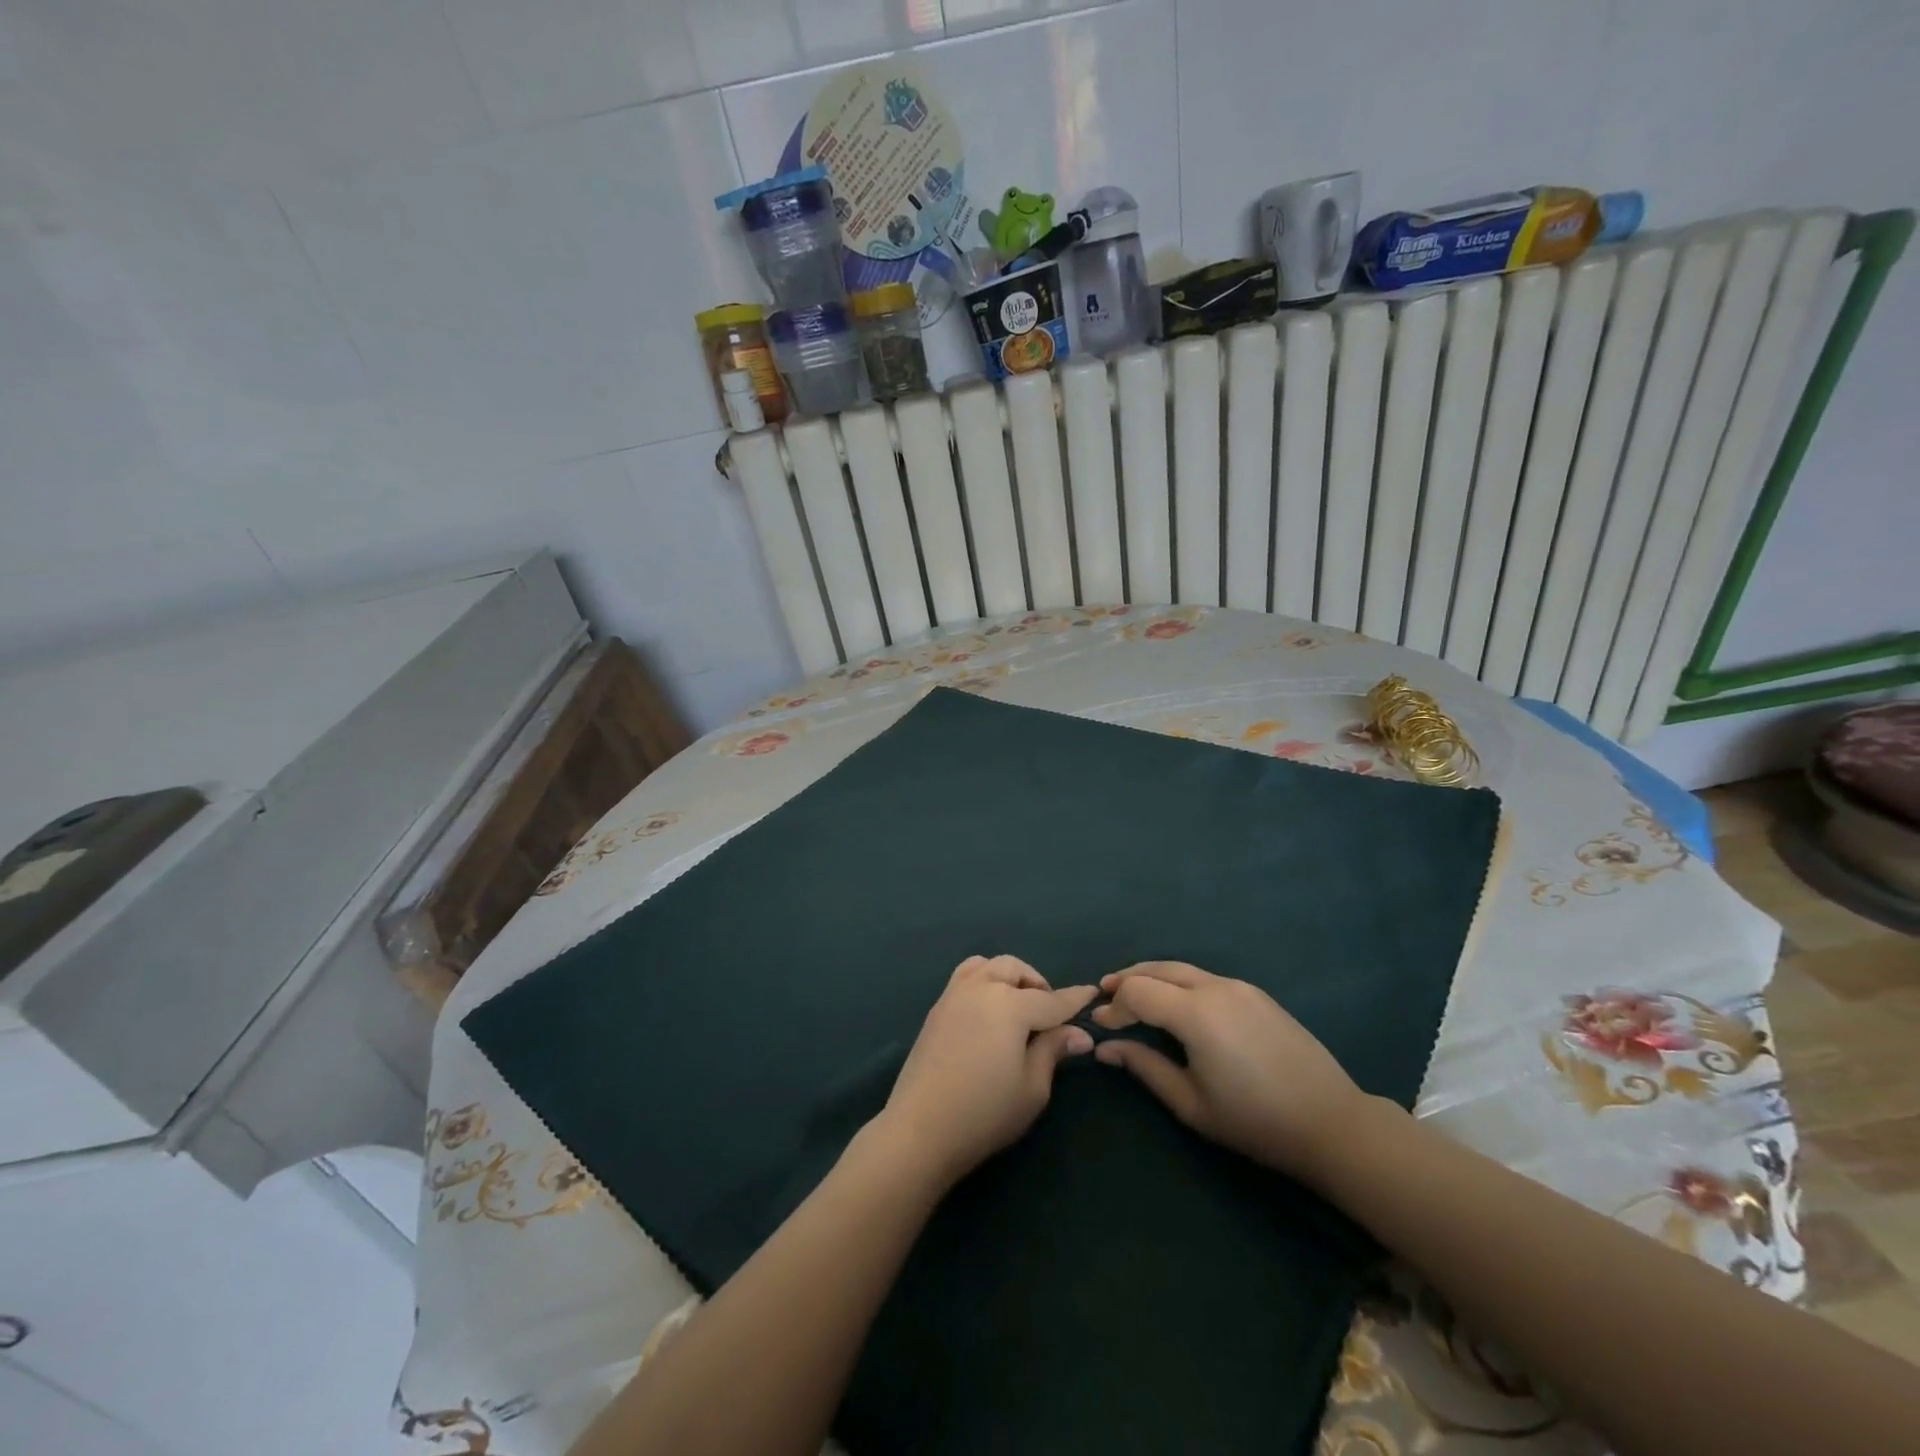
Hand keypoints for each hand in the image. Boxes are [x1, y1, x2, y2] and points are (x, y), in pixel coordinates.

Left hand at [878, 955, 1096, 1188]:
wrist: (921, 1129)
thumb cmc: (985, 1112)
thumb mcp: (1032, 1088)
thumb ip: (1053, 1051)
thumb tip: (1079, 1033)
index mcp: (1010, 1005)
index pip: (1051, 999)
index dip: (1075, 999)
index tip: (1092, 993)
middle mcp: (981, 988)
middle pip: (1015, 969)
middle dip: (1037, 984)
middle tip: (1049, 1013)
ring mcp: (954, 994)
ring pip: (987, 965)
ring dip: (1008, 976)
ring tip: (1017, 1005)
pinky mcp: (936, 1008)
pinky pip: (965, 976)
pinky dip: (984, 980)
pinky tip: (988, 1011)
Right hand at [1092, 961, 1371, 1178]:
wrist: (1331, 1122)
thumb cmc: (1255, 1120)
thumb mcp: (1191, 1103)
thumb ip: (1145, 1068)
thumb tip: (1106, 1048)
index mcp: (1195, 1013)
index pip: (1138, 992)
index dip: (1113, 1006)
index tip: (1100, 1025)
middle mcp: (1215, 987)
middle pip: (1158, 969)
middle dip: (1127, 979)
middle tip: (1104, 994)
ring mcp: (1239, 986)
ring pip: (1182, 969)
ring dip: (1152, 977)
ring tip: (1133, 993)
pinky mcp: (1256, 994)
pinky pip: (1205, 977)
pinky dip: (1178, 982)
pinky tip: (1175, 1002)